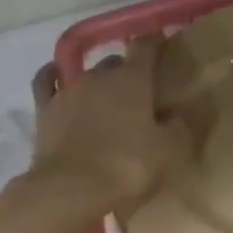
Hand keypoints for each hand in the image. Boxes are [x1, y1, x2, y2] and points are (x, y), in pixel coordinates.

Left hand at [29, 37, 189, 215]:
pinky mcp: (45, 109)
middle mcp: (98, 76)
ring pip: (87, 73)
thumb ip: (183, 126)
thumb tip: (188, 110)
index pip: (145, 46)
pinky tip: (58, 78)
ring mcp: (68, 91)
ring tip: (108, 97)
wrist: (70, 189)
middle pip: (116, 62)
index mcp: (132, 79)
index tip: (164, 46)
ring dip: (99, 81)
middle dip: (128, 71)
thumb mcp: (170, 151)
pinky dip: (55, 76)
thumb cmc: (127, 167)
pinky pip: (48, 82)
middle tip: (140, 91)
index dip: (155, 42)